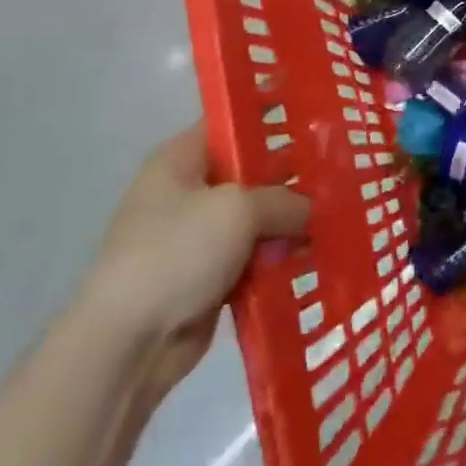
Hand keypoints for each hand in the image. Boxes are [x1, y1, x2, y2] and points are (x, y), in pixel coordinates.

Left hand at [82, 121, 309, 398]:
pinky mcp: (204, 277)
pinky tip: (314, 255)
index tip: (318, 124)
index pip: (232, 123)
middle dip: (290, 178)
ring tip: (336, 217)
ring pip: (254, 219)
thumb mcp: (239, 209)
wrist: (128, 344)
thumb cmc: (177, 253)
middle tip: (338, 175)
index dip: (273, 120)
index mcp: (180, 159)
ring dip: (287, 224)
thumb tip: (310, 210)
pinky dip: (275, 259)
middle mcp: (185, 192)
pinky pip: (250, 257)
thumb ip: (284, 200)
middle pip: (249, 173)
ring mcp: (194, 237)